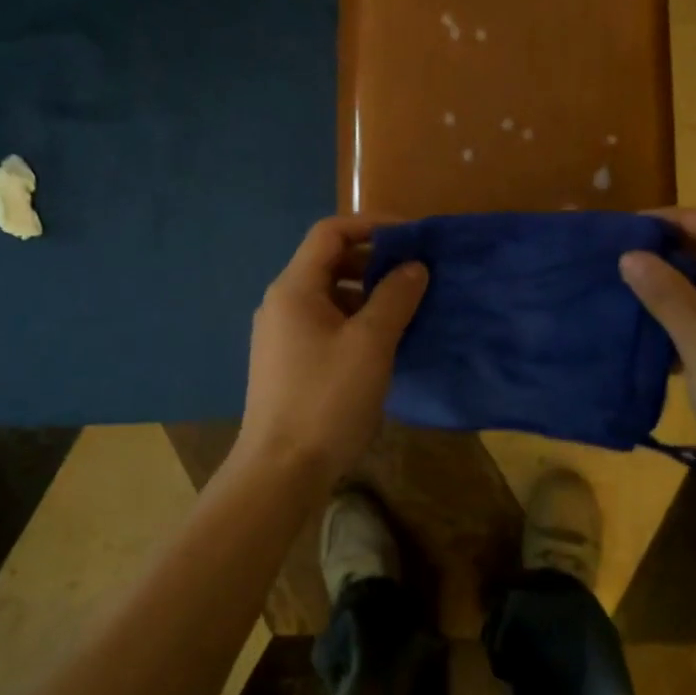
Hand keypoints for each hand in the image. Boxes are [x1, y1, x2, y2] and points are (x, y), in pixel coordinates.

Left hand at [235, 216, 428, 487]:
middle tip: (415, 274)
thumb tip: (414, 266)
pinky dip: (355, 321)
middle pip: (329, 262)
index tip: (412, 236)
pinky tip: (382, 343)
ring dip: (367, 294)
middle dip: (373, 261)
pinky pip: (325, 323)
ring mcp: (281, 334)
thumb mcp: (370, 344)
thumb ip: (395, 298)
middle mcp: (282, 303)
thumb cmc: (326, 399)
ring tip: (406, 309)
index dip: (372, 225)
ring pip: (329, 296)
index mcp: (294, 288)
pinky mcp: (288, 361)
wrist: (280, 470)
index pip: (330, 232)